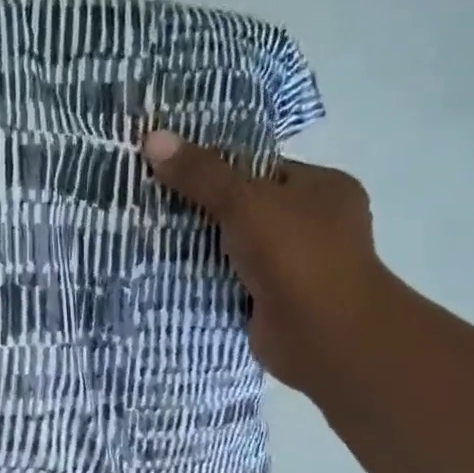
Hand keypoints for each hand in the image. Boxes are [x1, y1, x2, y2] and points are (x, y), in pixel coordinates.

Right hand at [143, 130, 395, 392]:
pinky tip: (167, 274)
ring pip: (235, 247)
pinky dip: (205, 280)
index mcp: (322, 189)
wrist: (325, 335)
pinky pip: (231, 281)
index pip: (260, 169)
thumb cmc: (296, 255)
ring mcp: (296, 266)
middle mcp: (315, 224)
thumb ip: (201, 174)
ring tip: (148, 237)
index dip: (215, 168)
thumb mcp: (244, 203)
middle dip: (201, 210)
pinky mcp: (275, 301)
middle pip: (245, 208)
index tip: (169, 172)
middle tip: (151, 206)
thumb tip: (153, 137)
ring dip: (200, 248)